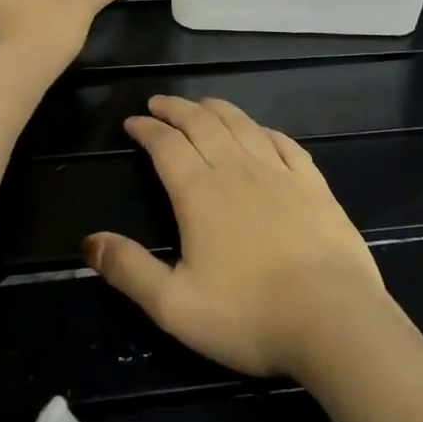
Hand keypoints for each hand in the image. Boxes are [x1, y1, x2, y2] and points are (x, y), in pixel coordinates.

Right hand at [83, 95, 395, 377]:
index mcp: (200, 193)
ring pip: (243, 126)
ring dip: (217, 109)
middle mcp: (237, 170)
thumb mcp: (173, 305)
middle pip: (202, 125)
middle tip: (160, 102)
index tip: (133, 122)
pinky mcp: (313, 185)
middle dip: (177, 109)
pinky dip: (264, 130)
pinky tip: (261, 131)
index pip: (166, 146)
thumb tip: (89, 241)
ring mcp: (279, 173)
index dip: (147, 129)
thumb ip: (129, 270)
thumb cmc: (247, 315)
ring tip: (202, 104)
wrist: (332, 318)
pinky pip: (285, 144)